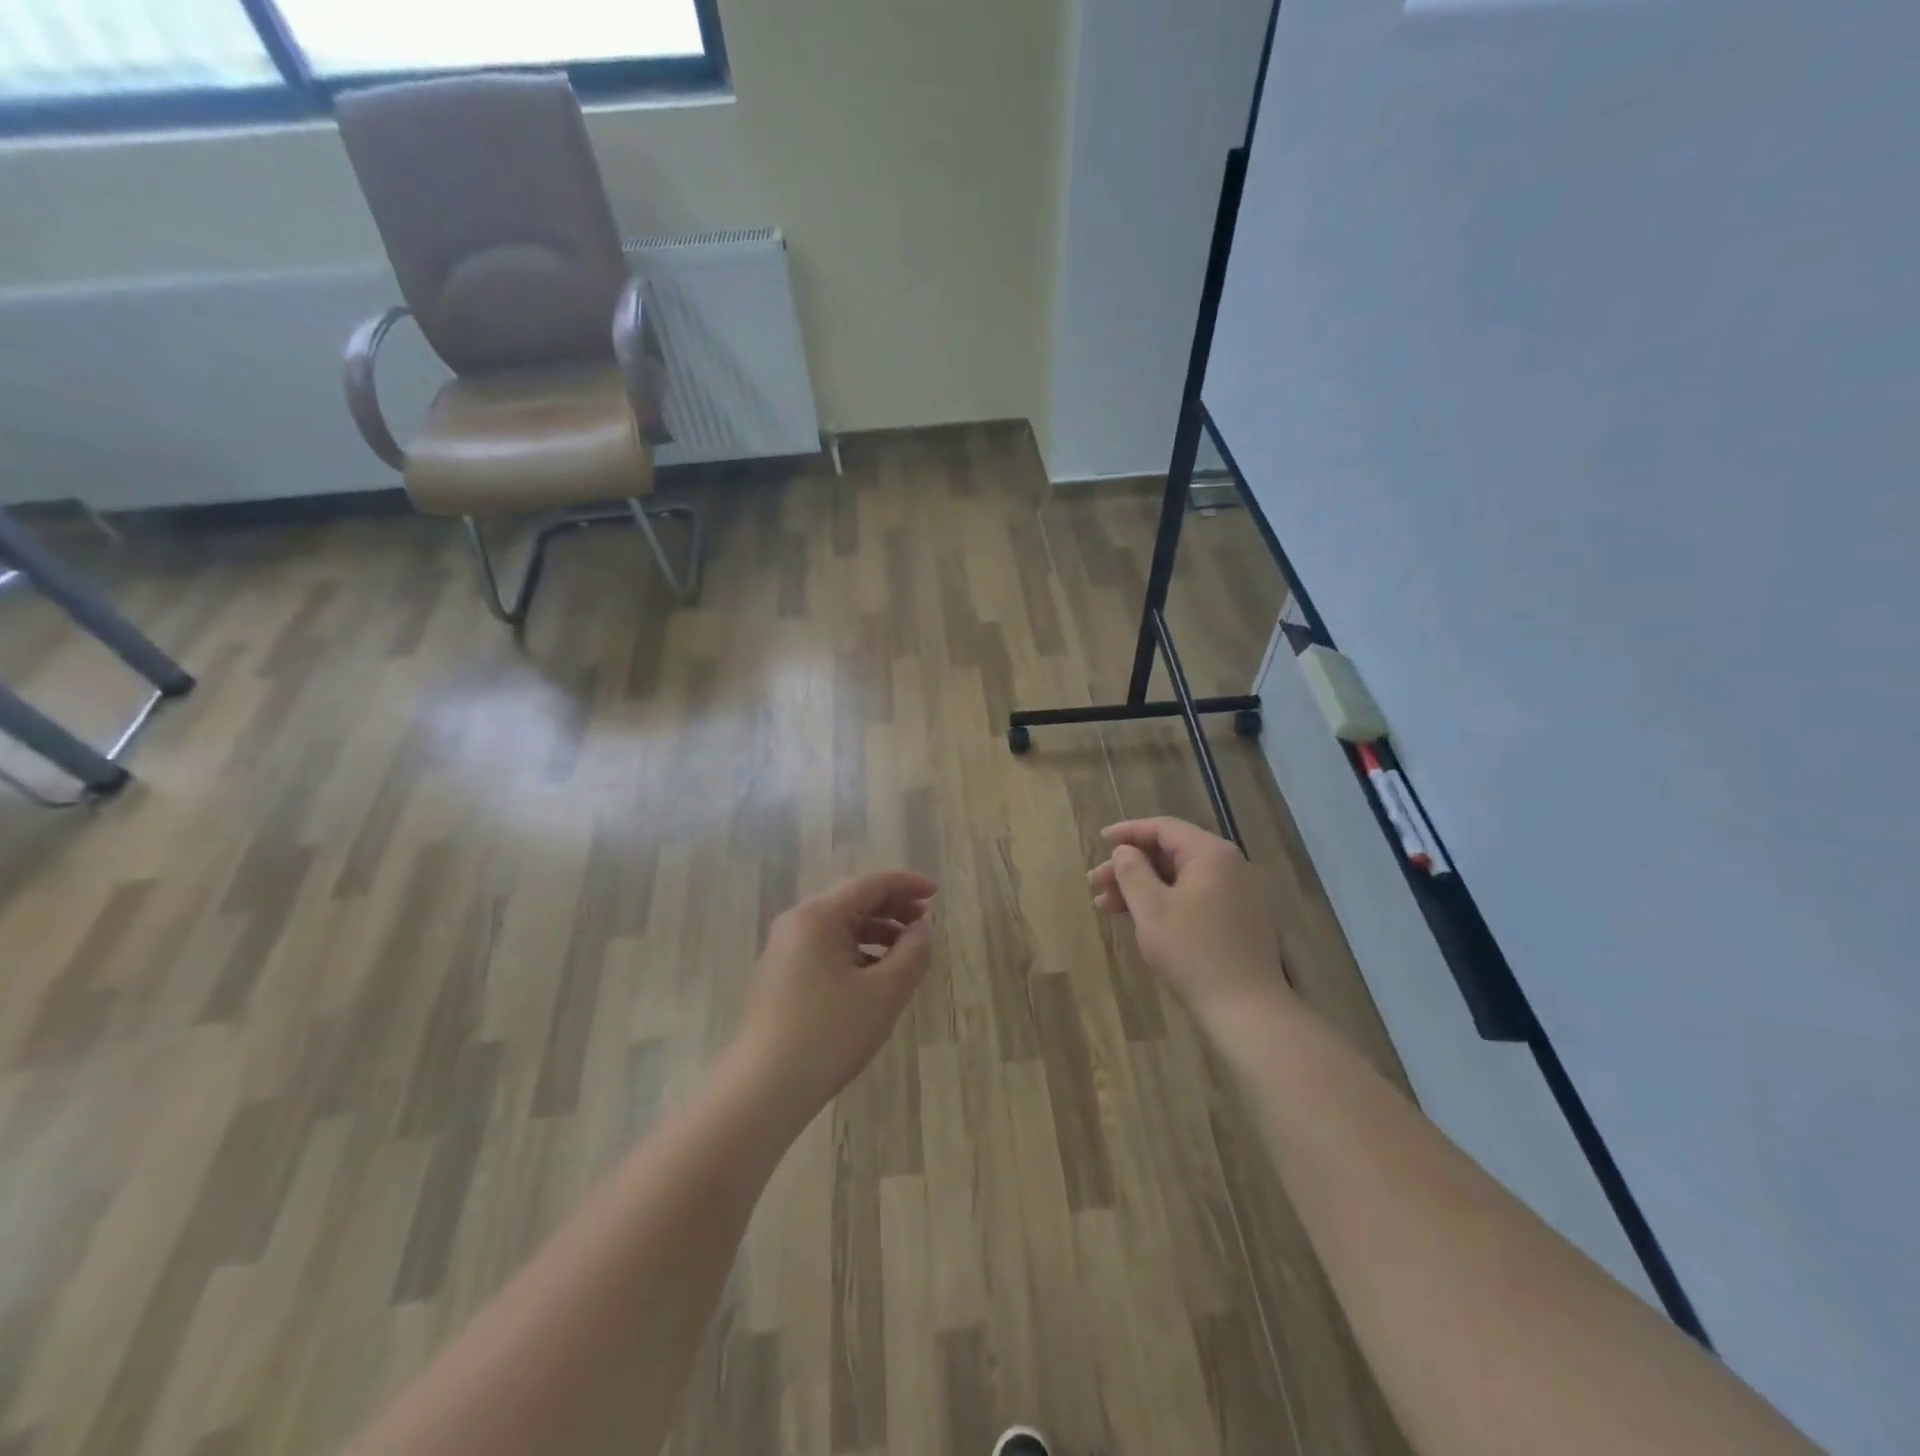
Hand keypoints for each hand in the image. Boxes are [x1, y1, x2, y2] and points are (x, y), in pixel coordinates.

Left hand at [730, 870, 936, 1123]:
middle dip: (893, 908)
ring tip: (907, 955)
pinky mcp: (781, 975)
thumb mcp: (884, 992)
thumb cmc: (829, 1034)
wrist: (765, 1089)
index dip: (907, 884)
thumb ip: (912, 953)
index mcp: (818, 916)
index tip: (937, 893)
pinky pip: (826, 948)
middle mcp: (797, 923)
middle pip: (853, 901)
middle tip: (925, 925)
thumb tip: (922, 929)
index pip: (870, 884)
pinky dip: (857, 952)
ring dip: (877, 933)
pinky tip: (875, 978)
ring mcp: (784, 950)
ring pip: (840, 927)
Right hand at [1090, 817, 1286, 1028]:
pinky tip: (1139, 920)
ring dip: (1143, 887)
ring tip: (1107, 906)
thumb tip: (1125, 851)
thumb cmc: (1193, 952)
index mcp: (1211, 854)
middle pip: (1171, 853)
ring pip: (1180, 878)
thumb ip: (1132, 872)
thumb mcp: (1151, 909)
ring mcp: (1237, 894)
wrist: (1247, 1009)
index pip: (1165, 828)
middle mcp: (1230, 866)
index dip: (1129, 832)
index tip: (1101, 840)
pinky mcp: (1238, 919)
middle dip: (1131, 866)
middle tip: (1096, 883)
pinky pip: (1194, 897)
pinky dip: (1165, 902)